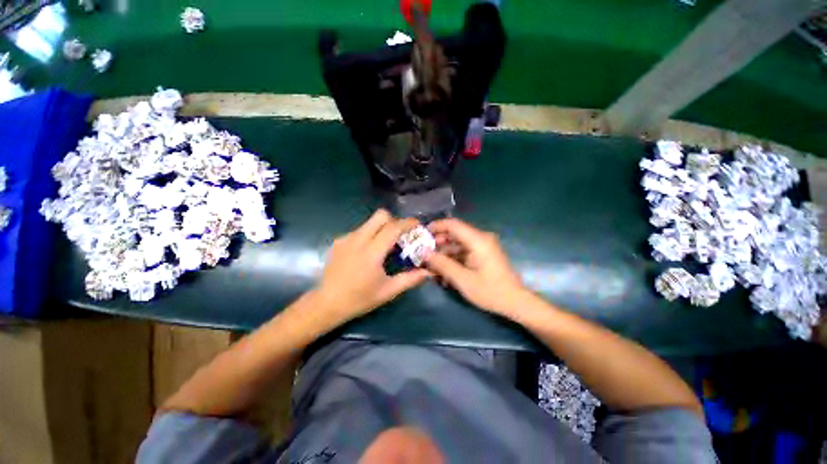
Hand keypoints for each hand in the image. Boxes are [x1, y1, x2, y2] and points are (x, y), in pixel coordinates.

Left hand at [315, 210, 430, 321]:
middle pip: (380, 215)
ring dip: (381, 228)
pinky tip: (367, 252)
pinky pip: (359, 230)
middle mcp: (358, 239)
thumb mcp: (388, 291)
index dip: (407, 223)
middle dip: (394, 220)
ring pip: (369, 222)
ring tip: (384, 245)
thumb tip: (428, 272)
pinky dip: (369, 235)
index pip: (393, 228)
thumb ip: (410, 279)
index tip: (417, 224)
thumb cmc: (360, 298)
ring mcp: (346, 238)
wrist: (326, 303)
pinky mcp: (338, 241)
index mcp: (372, 252)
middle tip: (399, 235)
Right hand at [425, 218, 529, 314]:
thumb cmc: (490, 291)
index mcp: (478, 240)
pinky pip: (463, 252)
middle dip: (437, 244)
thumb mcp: (462, 279)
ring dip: (444, 254)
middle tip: (423, 254)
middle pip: (454, 234)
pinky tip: (444, 273)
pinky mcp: (482, 254)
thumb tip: (423, 252)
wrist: (515, 302)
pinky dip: (453, 259)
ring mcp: (482, 246)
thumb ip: (442, 264)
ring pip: (457, 244)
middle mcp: (480, 238)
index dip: (436, 227)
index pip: (453, 224)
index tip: (421, 235)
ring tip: (431, 267)